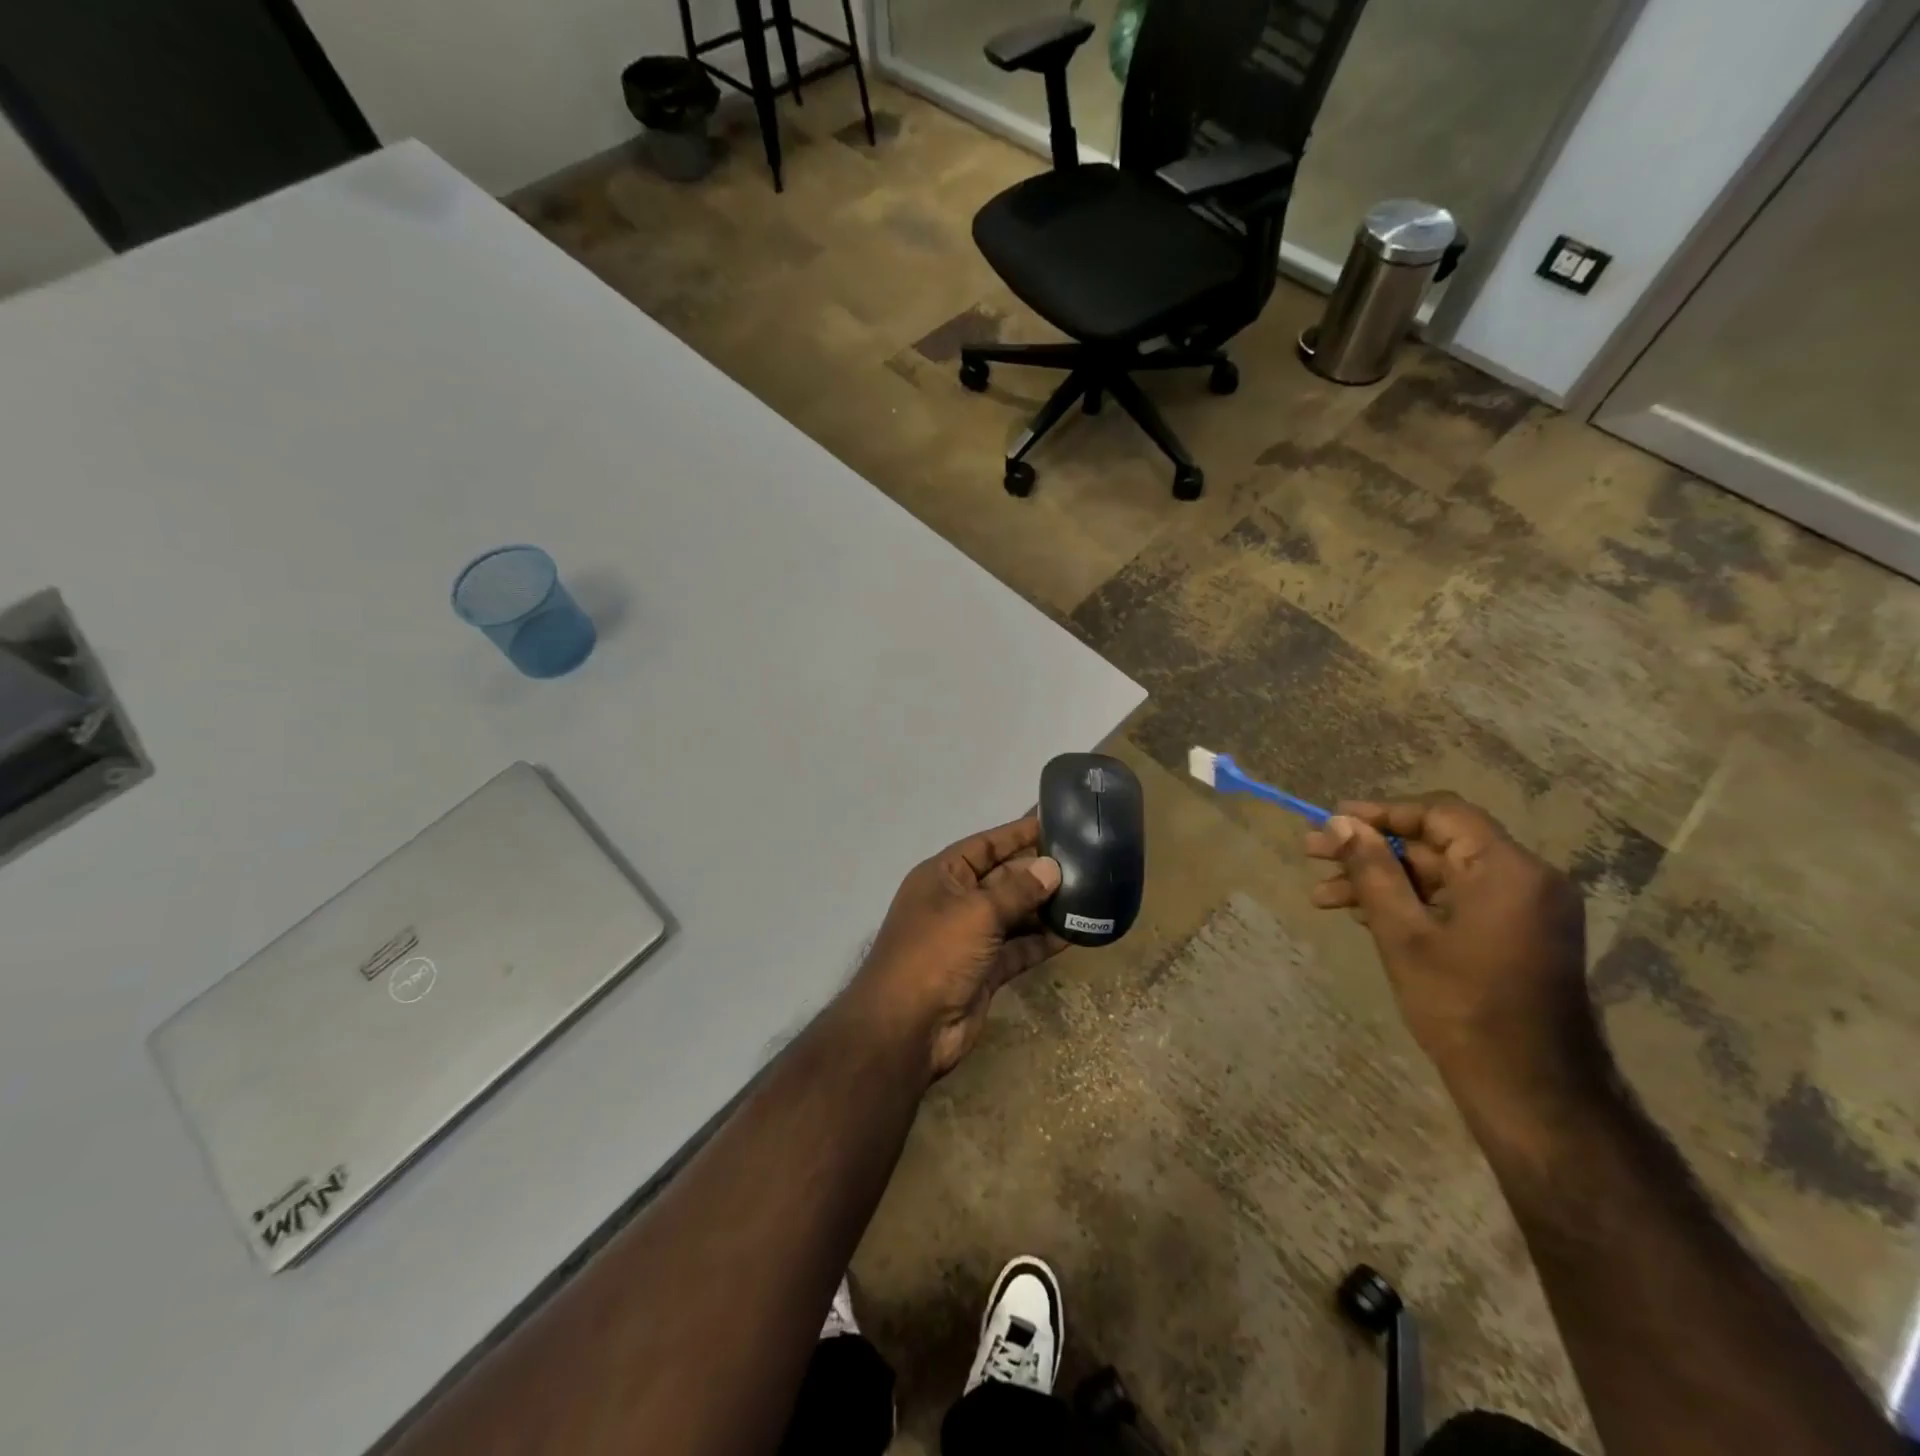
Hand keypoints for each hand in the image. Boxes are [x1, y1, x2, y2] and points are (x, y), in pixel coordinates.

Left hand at [851, 816, 1066, 1081]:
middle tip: (1086, 860)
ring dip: (1045, 907)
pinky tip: (1075, 932)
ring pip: (1014, 914)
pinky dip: (1042, 941)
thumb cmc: (936, 954)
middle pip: (1003, 878)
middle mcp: (956, 902)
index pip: (986, 845)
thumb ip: (1017, 890)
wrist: (907, 1028)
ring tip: (1089, 894)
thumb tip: (1051, 868)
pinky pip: (1019, 947)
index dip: (1018, 832)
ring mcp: (970, 938)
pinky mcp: (985, 970)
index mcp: (942, 876)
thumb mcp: (977, 912)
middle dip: (1038, 871)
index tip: (1055, 820)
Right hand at [1304, 794, 1606, 1115]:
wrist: (1530, 1090)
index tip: (1332, 822)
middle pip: (1437, 844)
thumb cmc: (1461, 1006)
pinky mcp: (1517, 934)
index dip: (1381, 812)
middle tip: (1313, 854)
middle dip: (1371, 850)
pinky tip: (1364, 916)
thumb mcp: (1403, 933)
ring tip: (1323, 895)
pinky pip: (1457, 900)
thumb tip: (1339, 823)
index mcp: (1508, 870)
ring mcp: (1524, 908)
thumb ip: (1372, 870)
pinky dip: (1411, 902)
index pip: (1440, 813)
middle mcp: (1526, 878)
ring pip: (1440, 875)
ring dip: (1382, 880)